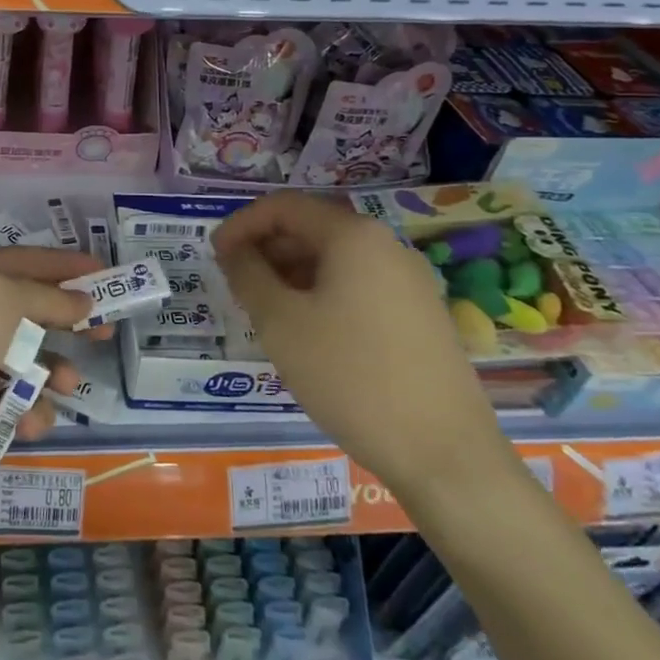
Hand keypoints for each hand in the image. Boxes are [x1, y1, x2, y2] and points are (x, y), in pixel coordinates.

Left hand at [0, 246, 99, 520]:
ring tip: (66, 383)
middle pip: (20, 313)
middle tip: (104, 330)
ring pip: (20, 363)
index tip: (101, 271)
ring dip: (50, 371)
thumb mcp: (1, 295)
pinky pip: (11, 406)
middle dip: (63, 320)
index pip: (14, 262)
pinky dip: (27, 411)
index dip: (59, 264)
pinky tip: (29, 419)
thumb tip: (81, 301)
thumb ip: (46, 295)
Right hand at [212, 191, 510, 498]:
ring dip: (291, 274)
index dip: (241, 224)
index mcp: (353, 236)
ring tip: (265, 312)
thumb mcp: (280, 323)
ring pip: (334, 260)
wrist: (443, 453)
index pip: (283, 207)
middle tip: (235, 286)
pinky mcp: (420, 315)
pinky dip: (321, 294)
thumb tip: (234, 250)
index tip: (215, 257)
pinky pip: (358, 286)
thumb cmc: (350, 376)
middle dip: (266, 249)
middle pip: (311, 229)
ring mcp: (409, 282)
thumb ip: (248, 275)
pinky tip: (307, 333)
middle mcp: (386, 246)